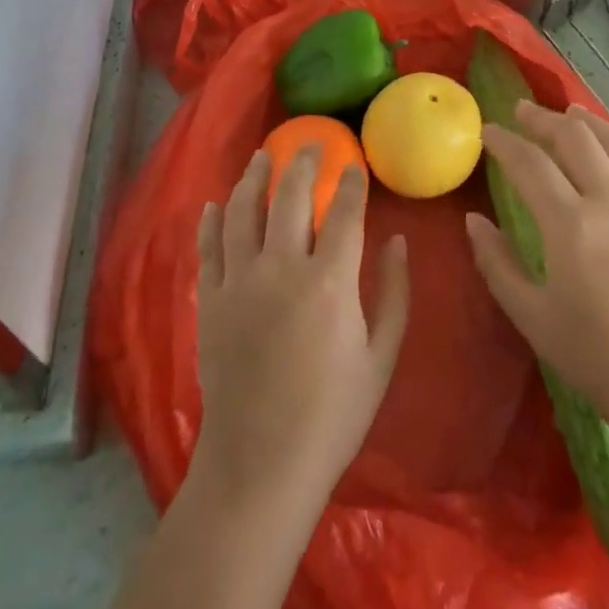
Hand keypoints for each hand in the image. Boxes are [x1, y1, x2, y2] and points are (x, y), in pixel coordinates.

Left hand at [192, 145, 410, 514]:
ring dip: (253, 176)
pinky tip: (216, 202)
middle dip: (303, 162)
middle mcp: (282, 268)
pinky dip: (212, 219)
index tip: (355, 164)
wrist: (260, 464)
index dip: (352, 183)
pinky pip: (208, 245)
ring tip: (263, 156)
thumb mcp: (381, 358)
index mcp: (330, 282)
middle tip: (309, 143)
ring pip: (243, 209)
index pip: (344, 212)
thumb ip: (394, 293)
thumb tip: (399, 241)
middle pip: (290, 196)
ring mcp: (239, 281)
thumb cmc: (332, 416)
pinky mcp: (210, 299)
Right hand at [465, 102, 608, 446]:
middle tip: (521, 111)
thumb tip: (474, 221)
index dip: (503, 142)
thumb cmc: (598, 358)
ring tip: (569, 113)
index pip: (529, 164)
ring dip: (588, 122)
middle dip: (543, 119)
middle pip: (575, 138)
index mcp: (571, 225)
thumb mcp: (532, 317)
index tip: (486, 131)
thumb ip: (497, 263)